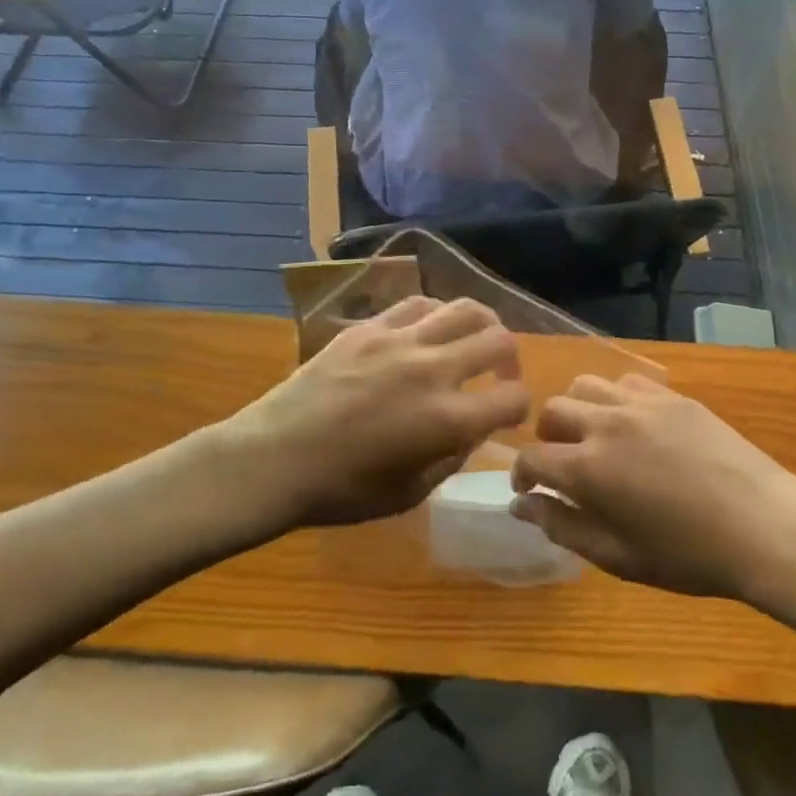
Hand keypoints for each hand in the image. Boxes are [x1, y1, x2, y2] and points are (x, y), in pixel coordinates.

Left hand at [225, 297, 528, 529]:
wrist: (275, 457)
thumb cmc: (343, 490)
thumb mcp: (411, 492)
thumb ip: (453, 456)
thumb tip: (472, 429)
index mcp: (448, 419)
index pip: (513, 397)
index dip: (520, 407)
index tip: (508, 414)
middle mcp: (434, 370)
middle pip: (499, 340)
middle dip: (510, 358)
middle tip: (499, 373)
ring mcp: (400, 340)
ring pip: (464, 307)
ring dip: (481, 324)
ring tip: (471, 339)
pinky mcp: (369, 325)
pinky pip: (418, 304)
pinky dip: (436, 315)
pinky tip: (427, 331)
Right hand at [511, 374, 795, 601]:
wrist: (764, 527)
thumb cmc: (689, 556)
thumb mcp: (619, 557)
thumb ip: (563, 526)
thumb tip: (522, 505)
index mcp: (588, 470)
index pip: (531, 458)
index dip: (522, 474)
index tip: (529, 489)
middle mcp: (606, 425)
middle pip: (552, 411)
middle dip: (546, 437)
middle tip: (563, 462)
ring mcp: (641, 403)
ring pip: (584, 385)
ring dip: (577, 409)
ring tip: (593, 434)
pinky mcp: (671, 395)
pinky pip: (626, 381)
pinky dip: (615, 398)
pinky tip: (632, 423)